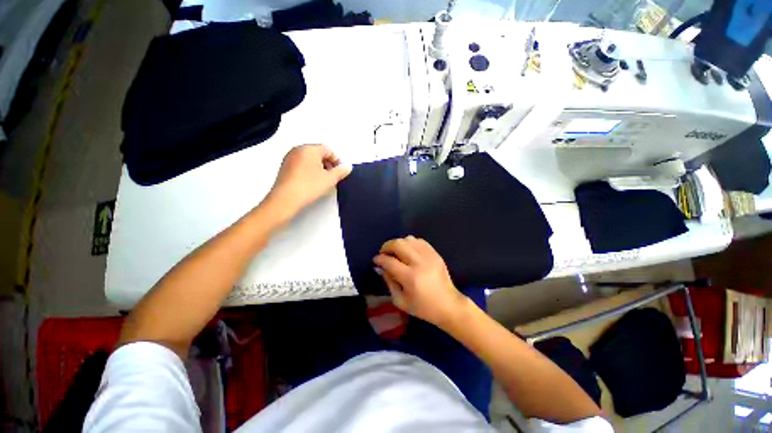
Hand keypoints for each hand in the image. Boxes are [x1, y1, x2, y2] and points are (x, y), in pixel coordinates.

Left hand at [266, 144, 350, 218]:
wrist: (285, 200)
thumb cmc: (309, 186)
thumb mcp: (330, 179)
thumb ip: (341, 171)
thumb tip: (347, 167)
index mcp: (309, 149)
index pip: (328, 149)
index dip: (337, 160)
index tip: (340, 173)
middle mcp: (298, 149)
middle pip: (318, 153)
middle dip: (328, 163)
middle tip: (332, 177)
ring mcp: (289, 158)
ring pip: (309, 159)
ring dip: (319, 167)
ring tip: (323, 181)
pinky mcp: (284, 167)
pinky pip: (301, 164)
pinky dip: (309, 171)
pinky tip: (311, 183)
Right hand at [373, 236, 469, 328]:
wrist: (448, 305)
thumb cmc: (423, 307)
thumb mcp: (400, 301)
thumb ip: (389, 282)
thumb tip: (381, 267)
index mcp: (410, 278)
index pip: (390, 261)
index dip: (379, 259)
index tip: (375, 260)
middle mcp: (420, 263)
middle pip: (399, 244)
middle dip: (387, 246)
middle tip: (384, 253)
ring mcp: (429, 256)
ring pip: (409, 239)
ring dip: (398, 243)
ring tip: (395, 251)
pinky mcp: (435, 254)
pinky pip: (419, 241)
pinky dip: (410, 242)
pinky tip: (408, 250)